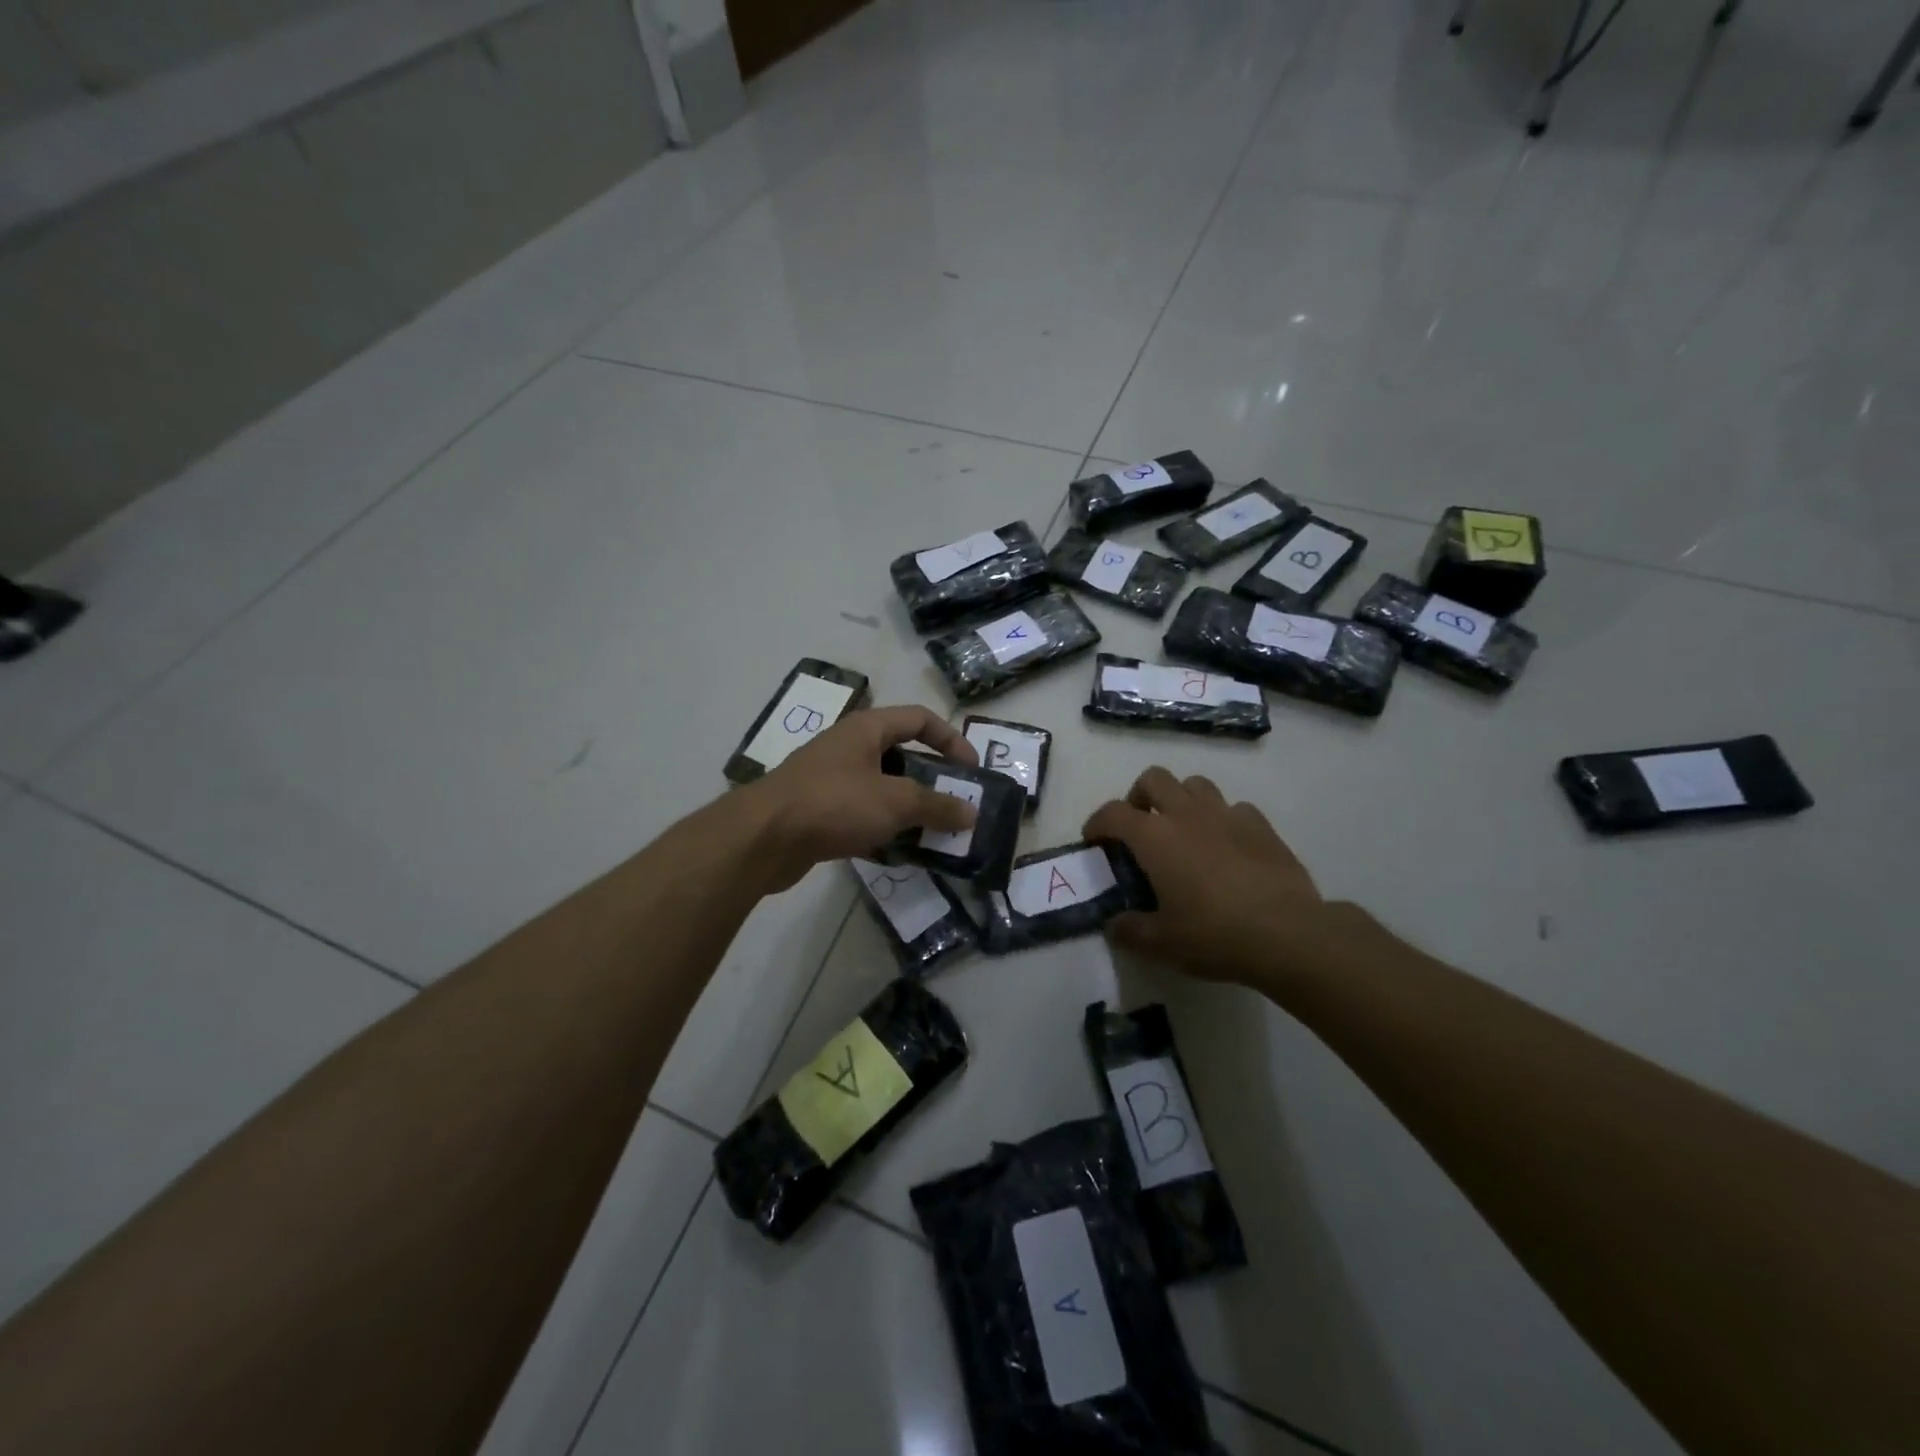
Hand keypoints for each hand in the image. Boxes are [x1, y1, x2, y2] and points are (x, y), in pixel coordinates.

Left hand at [742, 705, 978, 891]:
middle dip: (933, 781)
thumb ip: (937, 805)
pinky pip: (863, 815)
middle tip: (957, 807)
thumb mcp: (894, 801)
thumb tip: (972, 812)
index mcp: (867, 729)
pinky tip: (901, 853)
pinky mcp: (820, 812)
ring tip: (935, 834)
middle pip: (902, 756)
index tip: (972, 771)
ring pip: (883, 789)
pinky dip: (885, 830)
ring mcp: (832, 780)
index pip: (920, 719)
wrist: (763, 839)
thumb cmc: (834, 803)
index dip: (951, 739)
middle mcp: (849, 748)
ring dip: (910, 810)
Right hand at [1084, 766, 1331, 985]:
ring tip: (1183, 831)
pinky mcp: (1261, 825)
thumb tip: (1113, 926)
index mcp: (1154, 837)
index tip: (1094, 842)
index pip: (1112, 813)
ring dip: (1181, 800)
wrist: (1288, 934)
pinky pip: (1233, 808)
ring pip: (1195, 784)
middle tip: (1140, 827)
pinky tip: (1226, 846)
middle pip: (1153, 779)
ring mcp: (1226, 814)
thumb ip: (1129, 931)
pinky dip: (1222, 819)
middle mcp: (1186, 814)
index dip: (1097, 823)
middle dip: (1139, 796)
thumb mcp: (1161, 944)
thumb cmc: (1214, 935)